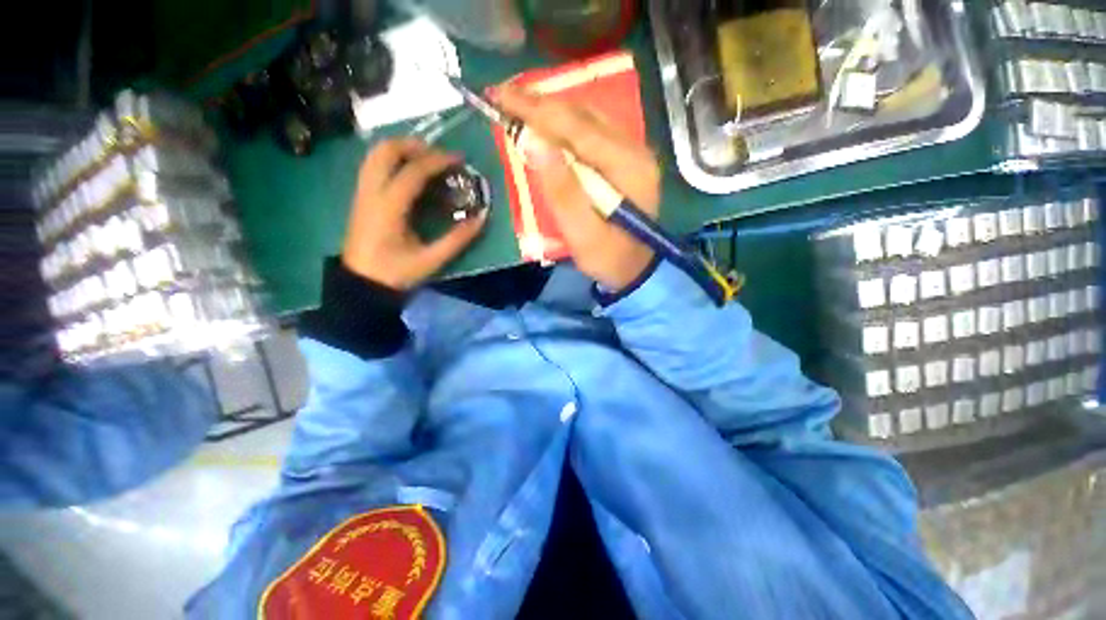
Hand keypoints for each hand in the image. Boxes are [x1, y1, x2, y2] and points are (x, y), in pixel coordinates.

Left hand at [341, 138, 487, 289]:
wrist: (362, 285)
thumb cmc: (396, 273)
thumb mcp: (432, 260)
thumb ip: (458, 239)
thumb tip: (481, 218)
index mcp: (389, 207)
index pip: (413, 171)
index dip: (438, 161)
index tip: (460, 159)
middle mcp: (371, 192)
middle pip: (386, 150)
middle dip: (415, 145)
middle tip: (439, 155)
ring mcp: (362, 193)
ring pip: (375, 154)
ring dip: (401, 149)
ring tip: (426, 159)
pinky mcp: (361, 198)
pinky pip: (373, 166)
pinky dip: (392, 160)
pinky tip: (409, 172)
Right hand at [494, 85, 660, 290]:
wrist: (635, 270)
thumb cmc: (609, 259)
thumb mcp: (583, 236)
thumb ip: (562, 192)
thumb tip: (535, 143)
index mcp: (628, 167)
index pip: (577, 127)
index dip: (537, 110)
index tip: (500, 96)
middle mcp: (635, 150)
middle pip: (583, 114)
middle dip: (540, 104)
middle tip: (502, 97)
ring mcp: (632, 153)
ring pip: (586, 118)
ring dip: (550, 111)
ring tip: (517, 107)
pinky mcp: (624, 160)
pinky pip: (590, 132)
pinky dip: (563, 126)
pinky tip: (545, 127)